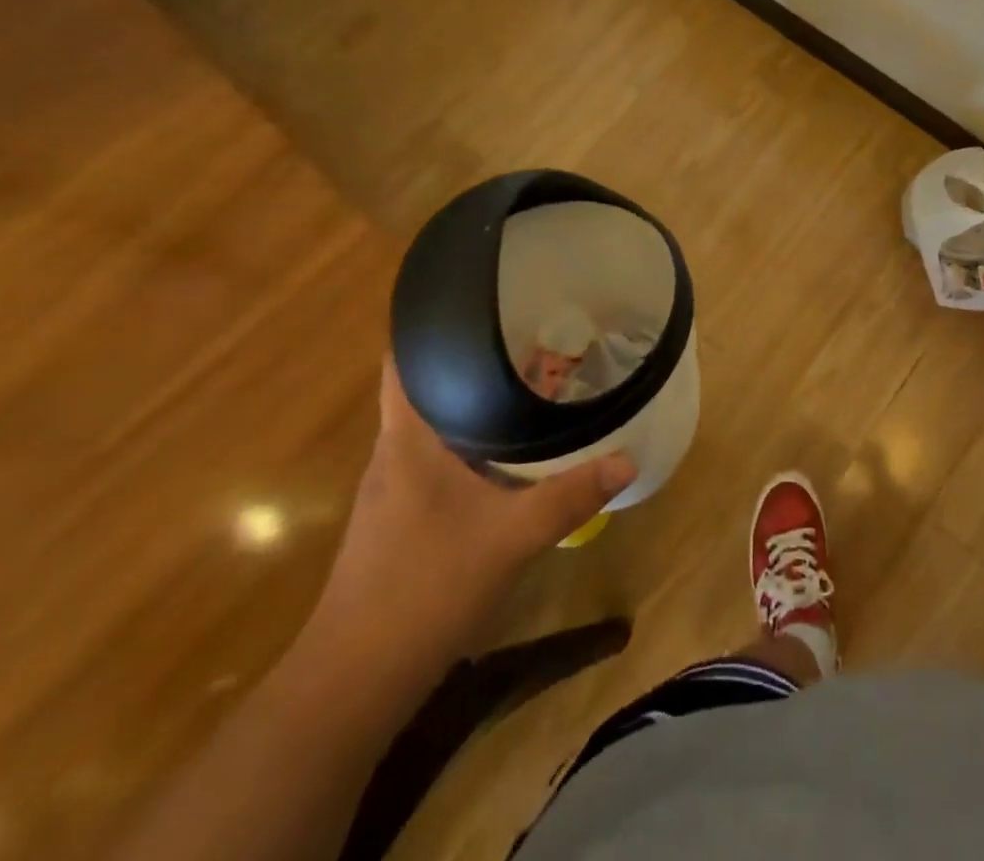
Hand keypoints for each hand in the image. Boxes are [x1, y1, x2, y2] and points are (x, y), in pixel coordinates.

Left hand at [305, 358, 635, 677]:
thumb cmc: (424, 588)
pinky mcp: (403, 518)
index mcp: (408, 440)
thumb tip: (628, 459)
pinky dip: (473, 439)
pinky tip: (508, 450)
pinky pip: (441, 457)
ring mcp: (395, 489)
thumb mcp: (510, 538)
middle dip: (472, 359)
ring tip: (528, 380)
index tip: (476, 301)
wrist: (355, 681)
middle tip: (528, 334)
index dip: (428, 325)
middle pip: (427, 387)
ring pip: (437, 424)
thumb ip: (570, 495)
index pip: (401, 361)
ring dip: (474, 400)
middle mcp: (396, 454)